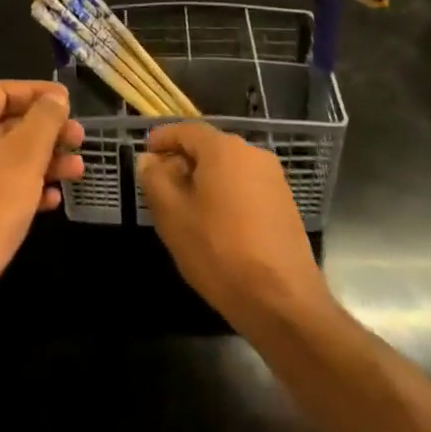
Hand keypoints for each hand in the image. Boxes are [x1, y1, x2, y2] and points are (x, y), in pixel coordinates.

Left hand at [0, 80, 83, 322]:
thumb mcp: (26, 154)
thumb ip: (44, 118)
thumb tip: (54, 97)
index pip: (1, 91)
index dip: (37, 92)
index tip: (68, 102)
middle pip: (4, 124)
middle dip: (46, 132)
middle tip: (78, 140)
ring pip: (3, 158)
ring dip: (41, 161)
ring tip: (76, 172)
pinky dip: (23, 187)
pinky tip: (51, 201)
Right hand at [136, 123, 334, 334]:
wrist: (283, 302)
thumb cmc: (219, 251)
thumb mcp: (172, 215)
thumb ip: (154, 179)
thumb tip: (150, 159)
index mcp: (224, 148)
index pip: (186, 130)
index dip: (162, 139)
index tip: (145, 155)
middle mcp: (253, 154)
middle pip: (209, 147)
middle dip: (182, 161)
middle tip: (160, 187)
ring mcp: (274, 179)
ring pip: (228, 169)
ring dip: (204, 180)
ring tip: (185, 209)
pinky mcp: (285, 205)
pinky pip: (246, 187)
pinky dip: (226, 195)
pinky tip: (215, 225)